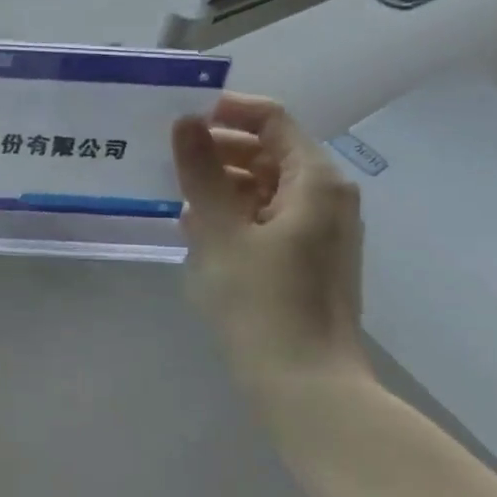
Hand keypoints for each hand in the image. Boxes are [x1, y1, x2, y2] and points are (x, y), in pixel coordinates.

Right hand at [171, 94, 367, 378]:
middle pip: (269, 151)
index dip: (227, 111)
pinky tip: (198, 230)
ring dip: (222, 184)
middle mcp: (327, 197)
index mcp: (315, 180)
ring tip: (177, 197)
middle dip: (219, 150)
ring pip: (266, 186)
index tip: (181, 119)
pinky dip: (235, 214)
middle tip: (169, 160)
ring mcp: (321, 230)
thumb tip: (185, 121)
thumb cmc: (262, 301)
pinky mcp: (308, 259)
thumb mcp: (221, 230)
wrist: (305, 386)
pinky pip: (268, 217)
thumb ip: (202, 170)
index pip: (272, 120)